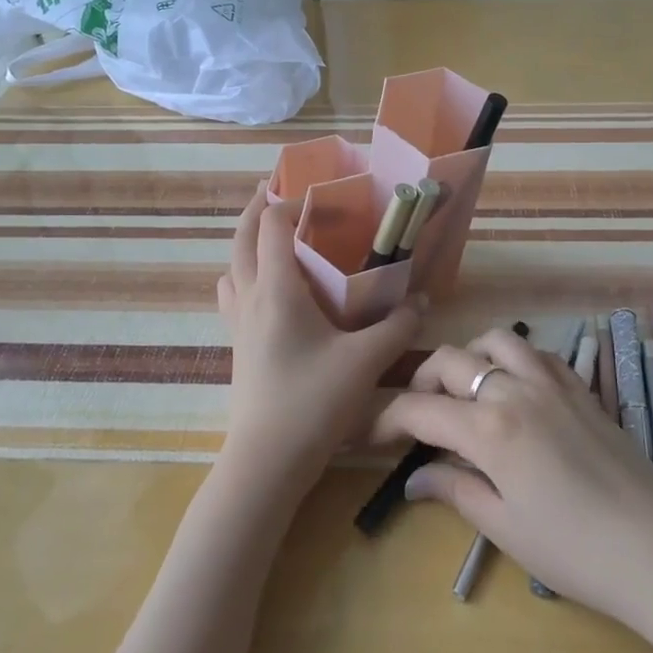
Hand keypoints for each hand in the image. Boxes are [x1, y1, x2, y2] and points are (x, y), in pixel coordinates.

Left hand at [216, 183, 423, 502]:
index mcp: (276, 289)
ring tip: (274, 236)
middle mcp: (250, 297)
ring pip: (231, 266)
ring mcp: (238, 323)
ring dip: (246, 241)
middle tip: (278, 189)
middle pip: (240, 237)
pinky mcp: (237, 346)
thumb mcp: (366, 362)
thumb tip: (421, 300)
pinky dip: (244, 275)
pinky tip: (270, 290)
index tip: (317, 192)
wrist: (267, 463)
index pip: (269, 225)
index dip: (287, 200)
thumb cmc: (313, 402)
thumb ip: (398, 326)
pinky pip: (233, 294)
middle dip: (255, 207)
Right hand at [370, 327, 652, 640]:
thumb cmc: (575, 551)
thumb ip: (455, 490)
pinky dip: (513, 357)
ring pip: (496, 340)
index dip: (386, 418)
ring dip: (470, 356)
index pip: (419, 408)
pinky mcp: (582, 387)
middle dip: (421, 381)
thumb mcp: (504, 527)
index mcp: (489, 429)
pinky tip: (514, 388)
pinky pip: (538, 351)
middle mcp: (515, 390)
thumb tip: (415, 478)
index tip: (369, 435)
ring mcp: (553, 382)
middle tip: (416, 414)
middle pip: (451, 361)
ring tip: (465, 390)